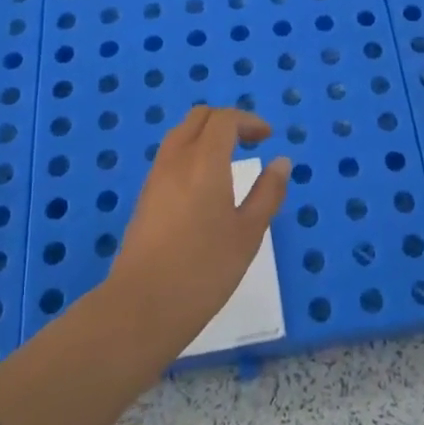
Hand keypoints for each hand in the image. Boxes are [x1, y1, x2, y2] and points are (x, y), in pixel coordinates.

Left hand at [109, 106, 290, 349]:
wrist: (142, 306)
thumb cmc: (204, 269)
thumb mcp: (249, 233)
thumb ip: (268, 193)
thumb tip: (281, 162)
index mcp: (205, 161)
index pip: (224, 119)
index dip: (249, 121)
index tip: (268, 138)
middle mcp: (176, 160)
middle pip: (199, 118)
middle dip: (227, 121)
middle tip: (250, 142)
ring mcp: (155, 178)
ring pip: (180, 135)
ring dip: (207, 136)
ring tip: (230, 161)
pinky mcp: (145, 197)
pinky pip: (170, 157)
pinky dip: (191, 153)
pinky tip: (206, 185)